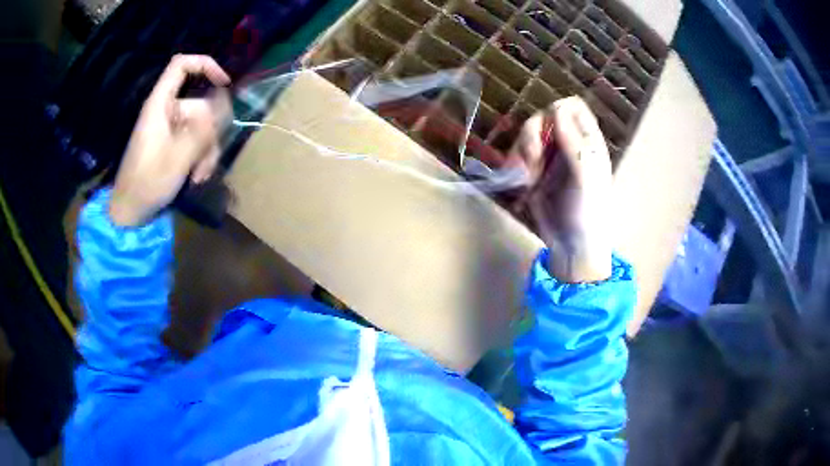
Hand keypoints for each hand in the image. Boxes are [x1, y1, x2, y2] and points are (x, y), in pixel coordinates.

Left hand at [109, 55, 230, 226]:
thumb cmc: (148, 182)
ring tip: (200, 175)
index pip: (181, 66)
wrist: (130, 212)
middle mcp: (166, 112)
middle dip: (209, 133)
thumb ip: (203, 128)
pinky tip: (197, 177)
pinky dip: (199, 157)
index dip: (204, 65)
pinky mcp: (170, 145)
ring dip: (206, 151)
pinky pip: (193, 142)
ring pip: (200, 128)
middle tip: (208, 160)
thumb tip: (224, 103)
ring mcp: (169, 129)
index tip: (224, 83)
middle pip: (199, 105)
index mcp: (161, 105)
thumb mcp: (179, 156)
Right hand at [507, 97, 612, 281]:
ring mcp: (550, 157)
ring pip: (527, 135)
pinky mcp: (533, 171)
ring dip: (522, 152)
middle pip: (543, 118)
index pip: (572, 107)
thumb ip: (573, 142)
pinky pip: (518, 155)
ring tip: (527, 177)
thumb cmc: (587, 212)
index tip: (549, 131)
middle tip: (533, 160)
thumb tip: (557, 108)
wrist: (571, 246)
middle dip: (533, 136)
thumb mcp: (585, 177)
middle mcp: (567, 144)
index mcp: (587, 142)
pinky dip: (515, 165)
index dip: (558, 110)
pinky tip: (521, 183)